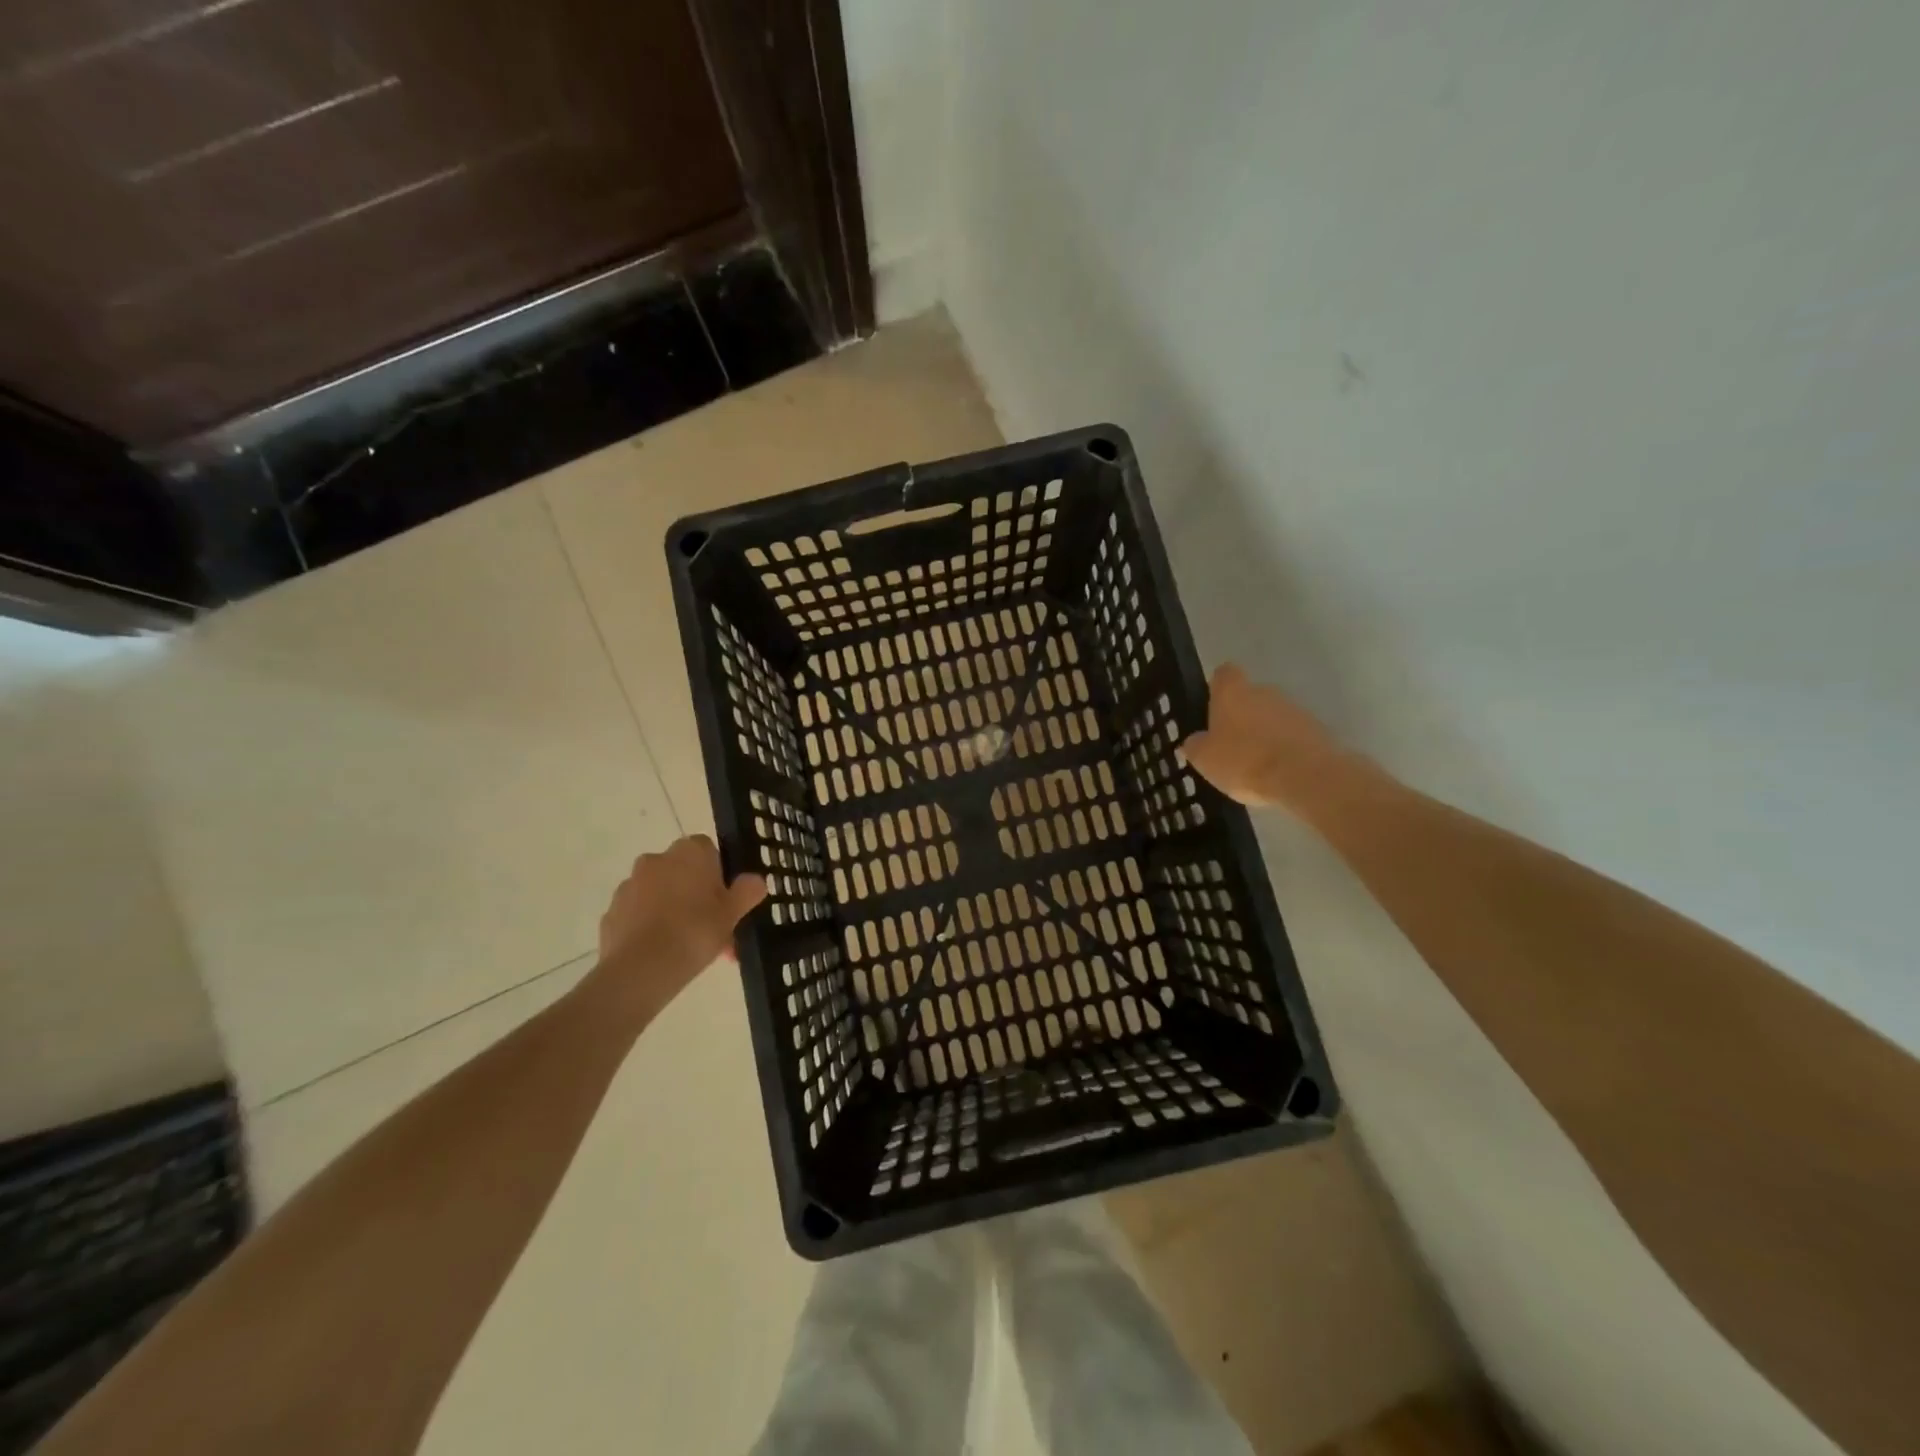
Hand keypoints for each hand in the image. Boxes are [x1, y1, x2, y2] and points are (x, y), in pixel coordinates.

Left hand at [595, 836, 766, 1007]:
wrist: (641, 969)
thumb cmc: (695, 931)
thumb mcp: (733, 912)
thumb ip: (748, 891)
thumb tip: (755, 880)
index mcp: (689, 852)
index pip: (708, 850)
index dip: (719, 875)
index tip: (726, 901)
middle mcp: (656, 860)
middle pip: (683, 873)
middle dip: (697, 897)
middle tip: (713, 930)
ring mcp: (629, 886)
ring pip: (661, 895)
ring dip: (674, 912)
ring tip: (690, 950)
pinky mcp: (612, 913)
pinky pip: (639, 916)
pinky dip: (651, 928)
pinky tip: (664, 956)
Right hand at [1180, 663, 1366, 815]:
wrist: (1305, 776)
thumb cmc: (1244, 760)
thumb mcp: (1204, 759)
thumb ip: (1195, 746)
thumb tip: (1193, 740)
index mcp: (1233, 693)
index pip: (1224, 674)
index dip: (1218, 687)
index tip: (1212, 706)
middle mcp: (1265, 692)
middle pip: (1250, 696)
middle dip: (1241, 716)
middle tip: (1231, 744)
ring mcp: (1294, 709)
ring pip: (1273, 716)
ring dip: (1265, 733)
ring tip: (1256, 764)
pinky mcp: (1317, 730)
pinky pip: (1293, 735)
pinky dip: (1285, 749)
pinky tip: (1278, 773)